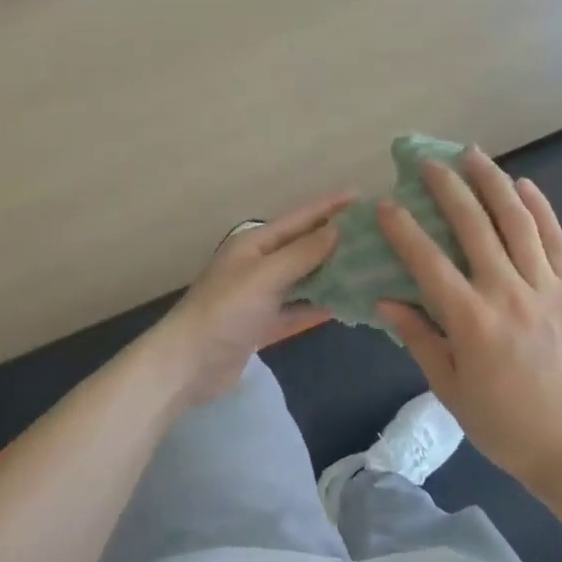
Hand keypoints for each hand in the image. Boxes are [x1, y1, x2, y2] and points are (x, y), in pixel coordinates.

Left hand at [153, 191, 353, 410]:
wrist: (187, 365)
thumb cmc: (224, 311)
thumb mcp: (264, 276)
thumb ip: (302, 253)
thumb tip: (337, 229)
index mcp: (254, 244)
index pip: (298, 219)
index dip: (328, 206)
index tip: (360, 196)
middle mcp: (258, 265)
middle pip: (303, 247)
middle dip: (335, 240)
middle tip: (374, 235)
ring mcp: (260, 296)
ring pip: (303, 279)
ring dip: (331, 274)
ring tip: (368, 268)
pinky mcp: (262, 325)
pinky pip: (297, 310)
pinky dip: (318, 307)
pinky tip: (346, 305)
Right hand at [377, 150, 561, 493]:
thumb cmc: (505, 424)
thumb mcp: (451, 390)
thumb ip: (419, 339)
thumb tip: (387, 300)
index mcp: (471, 322)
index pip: (428, 262)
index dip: (404, 229)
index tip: (386, 204)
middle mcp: (507, 293)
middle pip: (474, 226)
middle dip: (448, 189)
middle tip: (430, 163)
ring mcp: (546, 288)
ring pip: (517, 222)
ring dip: (493, 183)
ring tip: (474, 155)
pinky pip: (556, 240)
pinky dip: (540, 209)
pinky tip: (525, 185)